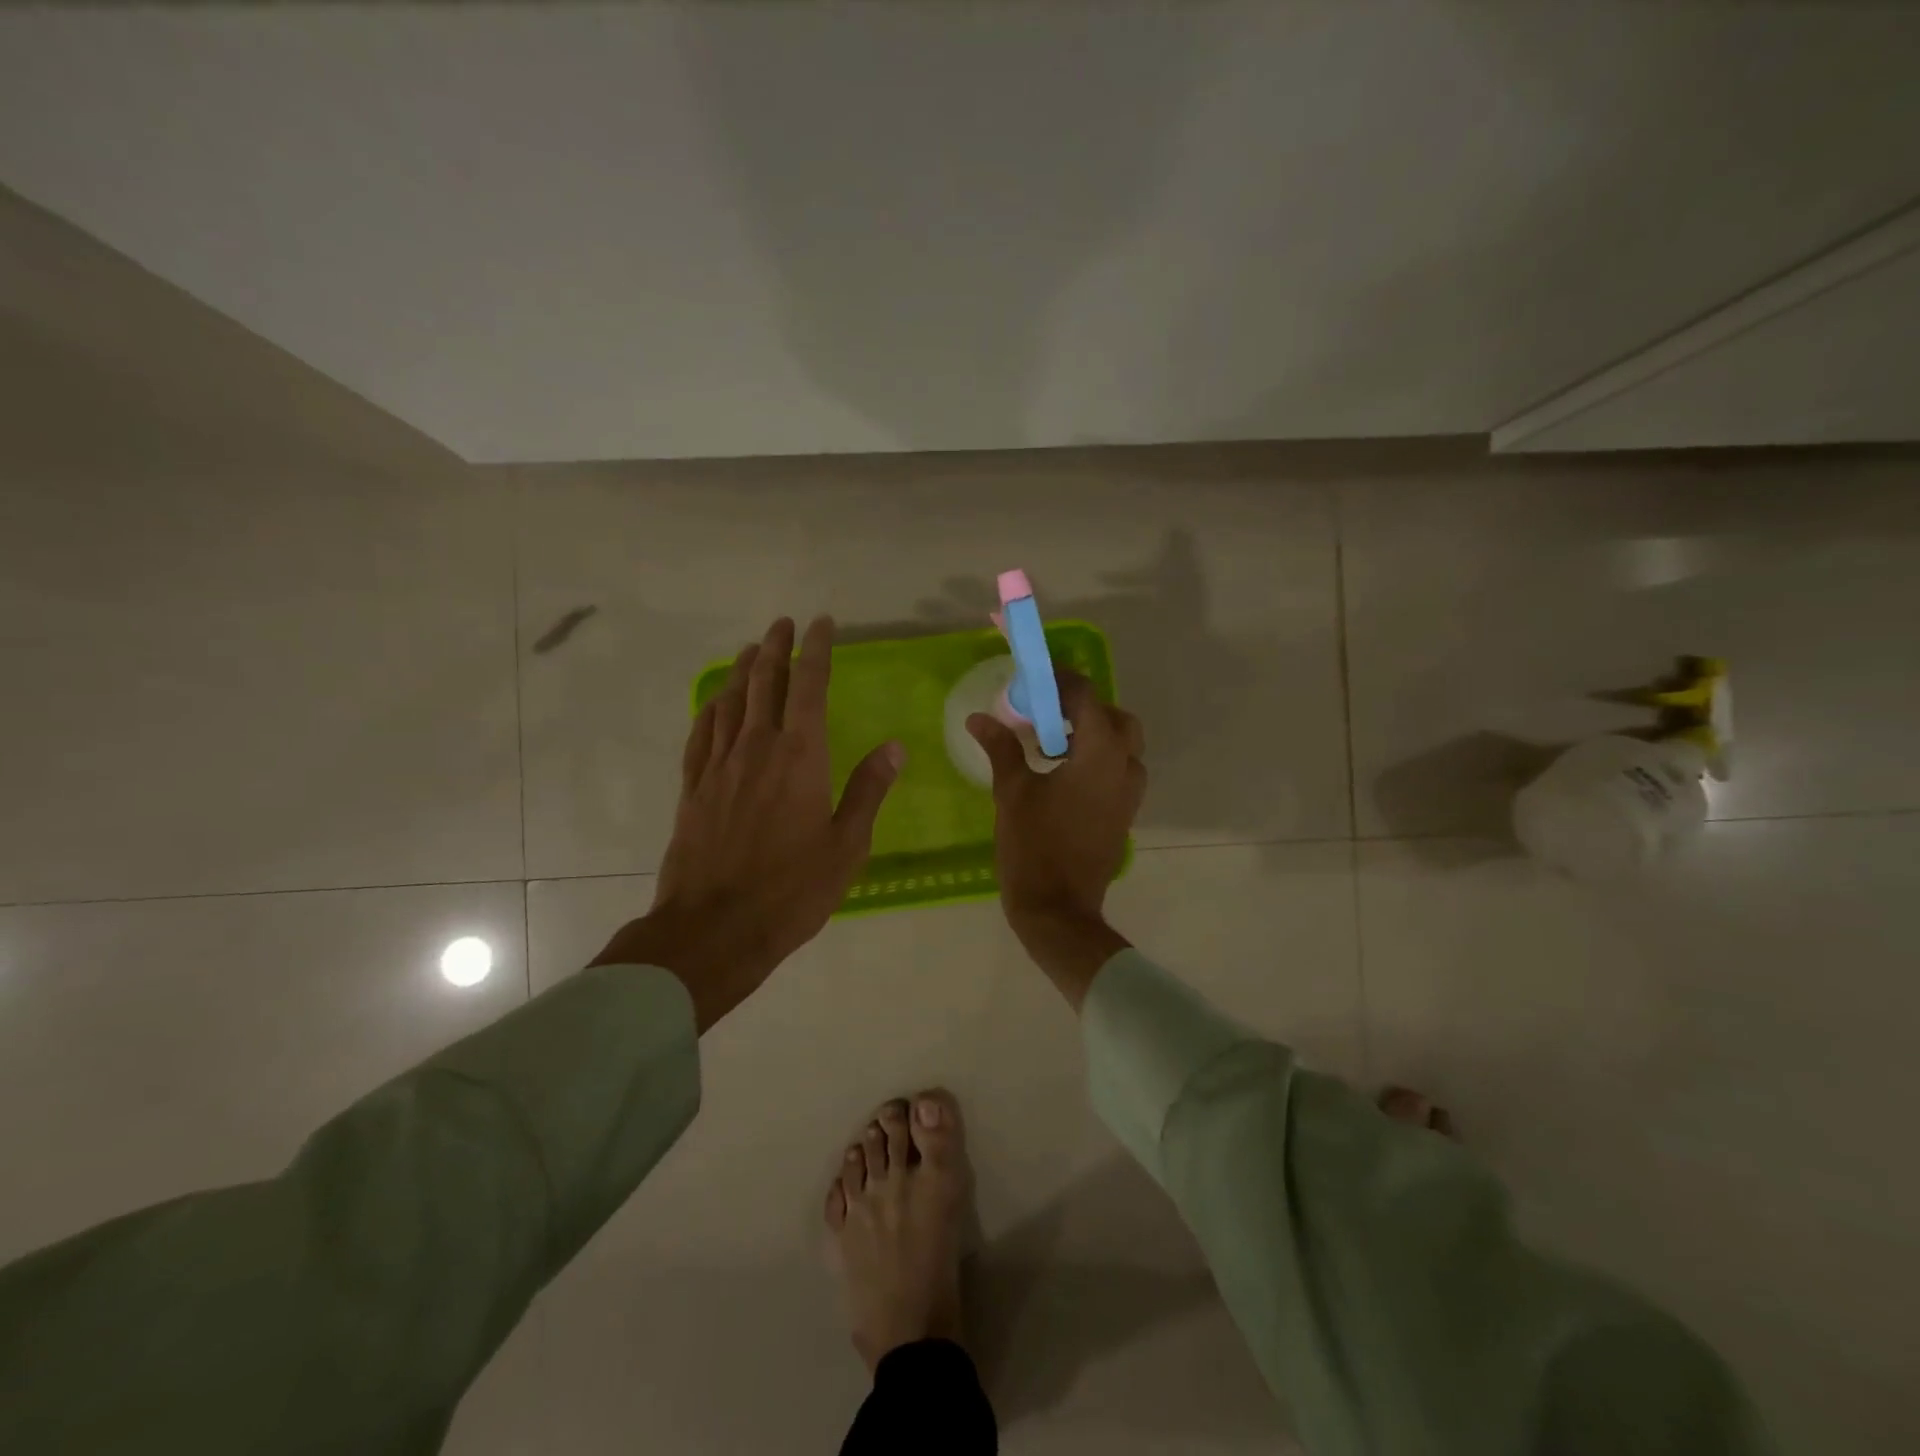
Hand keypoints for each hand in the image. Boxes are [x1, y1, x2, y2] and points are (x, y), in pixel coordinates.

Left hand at [592, 616, 902, 1030]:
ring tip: (752, 649)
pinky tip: (715, 702)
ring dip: (742, 670)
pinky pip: (701, 734)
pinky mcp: (694, 788)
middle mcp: (757, 748)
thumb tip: (894, 746)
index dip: (816, 651)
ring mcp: (720, 766)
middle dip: (776, 648)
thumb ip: (868, 790)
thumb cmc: (792, 890)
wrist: (715, 927)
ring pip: (730, 702)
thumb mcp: (847, 845)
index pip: (809, 687)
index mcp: (800, 757)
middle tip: (783, 623)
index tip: (820, 624)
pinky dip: (711, 709)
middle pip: (764, 683)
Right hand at [967, 670, 1144, 1008]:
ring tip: (1053, 744)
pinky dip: (1099, 759)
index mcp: (1099, 755)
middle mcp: (1124, 767)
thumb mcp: (1012, 792)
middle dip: (1085, 709)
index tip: (1034, 683)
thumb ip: (1001, 748)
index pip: (1087, 698)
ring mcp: (1130, 794)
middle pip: (1116, 718)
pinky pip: (1120, 770)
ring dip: (1095, 734)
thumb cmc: (1033, 847)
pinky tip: (1063, 774)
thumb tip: (979, 718)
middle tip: (1047, 715)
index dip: (1061, 683)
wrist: (1059, 908)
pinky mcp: (1125, 814)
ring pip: (1124, 746)